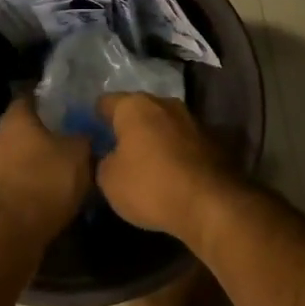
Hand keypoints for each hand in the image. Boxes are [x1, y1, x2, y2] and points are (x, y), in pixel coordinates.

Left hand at [0, 97, 91, 249]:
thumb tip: (83, 133)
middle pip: (15, 134)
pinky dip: (17, 195)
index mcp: (15, 123)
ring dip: (24, 171)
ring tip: (49, 185)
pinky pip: (2, 191)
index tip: (59, 110)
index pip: (26, 101)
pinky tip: (35, 207)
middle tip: (59, 152)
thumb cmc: (44, 185)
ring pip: (7, 164)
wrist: (5, 238)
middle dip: (35, 142)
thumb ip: (81, 139)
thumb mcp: (78, 157)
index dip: (43, 104)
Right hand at [95, 94, 240, 242]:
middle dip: (128, 126)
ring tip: (145, 162)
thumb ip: (103, 161)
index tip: (91, 133)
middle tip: (116, 149)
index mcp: (135, 106)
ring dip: (155, 138)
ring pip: (164, 124)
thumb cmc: (150, 185)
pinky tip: (170, 172)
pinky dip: (175, 151)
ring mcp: (193, 120)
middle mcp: (165, 103)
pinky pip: (183, 141)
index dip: (96, 117)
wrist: (211, 203)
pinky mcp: (213, 140)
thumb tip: (110, 155)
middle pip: (139, 110)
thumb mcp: (109, 180)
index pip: (107, 102)